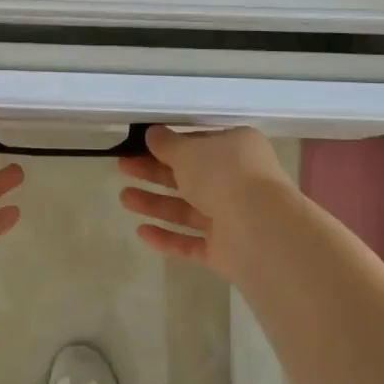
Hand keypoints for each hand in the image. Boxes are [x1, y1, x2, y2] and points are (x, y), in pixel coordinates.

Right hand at [118, 126, 295, 277]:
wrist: (260, 229)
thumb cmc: (223, 175)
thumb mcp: (189, 151)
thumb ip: (167, 144)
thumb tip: (153, 134)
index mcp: (237, 149)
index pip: (200, 144)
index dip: (170, 145)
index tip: (140, 146)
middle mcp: (238, 181)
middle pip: (190, 176)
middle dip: (155, 173)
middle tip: (123, 168)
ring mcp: (233, 217)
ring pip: (188, 209)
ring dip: (156, 203)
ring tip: (124, 199)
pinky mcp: (226, 250)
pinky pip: (192, 242)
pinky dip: (168, 237)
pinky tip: (141, 232)